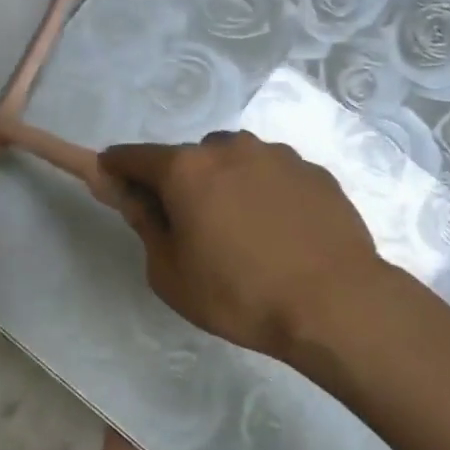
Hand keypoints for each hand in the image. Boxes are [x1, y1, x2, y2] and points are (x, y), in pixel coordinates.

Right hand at [99, 132, 382, 366]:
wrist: (334, 302)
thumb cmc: (239, 294)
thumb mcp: (171, 275)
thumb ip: (147, 226)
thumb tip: (137, 199)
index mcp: (188, 169)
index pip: (135, 156)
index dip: (118, 169)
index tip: (115, 183)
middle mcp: (231, 147)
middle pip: (191, 158)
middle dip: (183, 183)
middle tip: (195, 228)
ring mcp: (278, 155)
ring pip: (236, 162)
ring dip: (228, 184)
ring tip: (247, 234)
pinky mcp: (314, 171)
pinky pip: (274, 176)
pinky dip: (266, 194)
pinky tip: (282, 233)